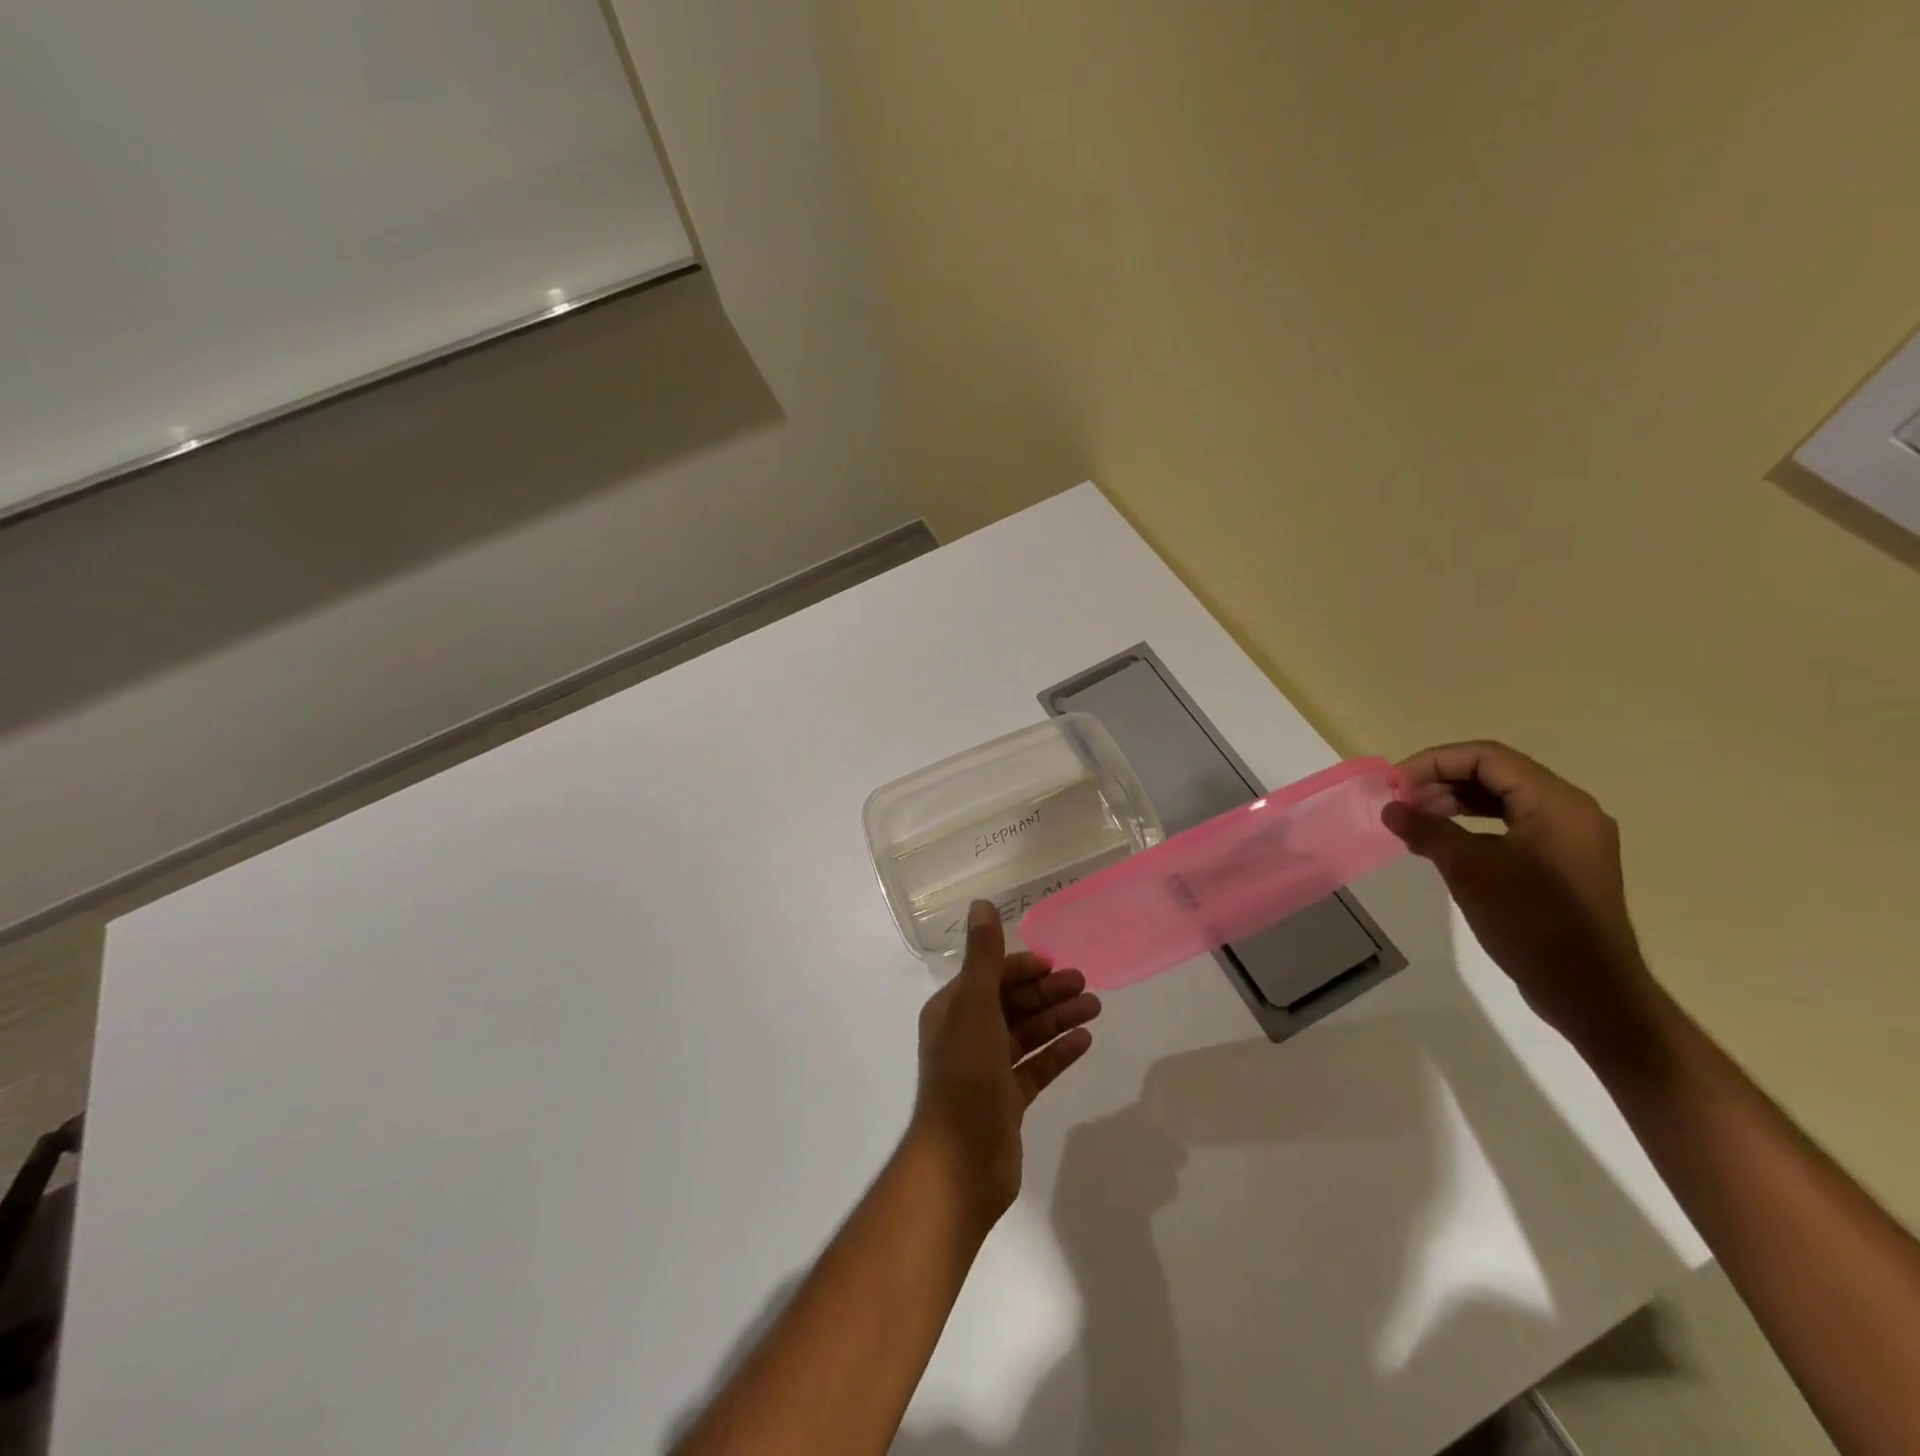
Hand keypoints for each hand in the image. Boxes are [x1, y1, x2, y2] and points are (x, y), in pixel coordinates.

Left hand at [910, 901, 1101, 1227]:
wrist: (961, 1163)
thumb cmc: (965, 1076)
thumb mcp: (974, 1007)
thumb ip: (982, 957)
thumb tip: (981, 904)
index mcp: (952, 1010)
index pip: (991, 976)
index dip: (1023, 967)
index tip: (1057, 964)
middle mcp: (967, 1034)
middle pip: (1012, 1003)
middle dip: (1047, 991)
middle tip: (1085, 983)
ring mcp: (987, 1070)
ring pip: (1027, 1034)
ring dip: (1058, 1018)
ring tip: (1095, 1007)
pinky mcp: (1006, 1101)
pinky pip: (1036, 1068)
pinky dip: (1058, 1053)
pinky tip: (1085, 1042)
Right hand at [1382, 741, 1668, 1061]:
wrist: (1590, 992)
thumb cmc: (1532, 923)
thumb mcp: (1470, 870)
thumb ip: (1427, 830)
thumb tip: (1390, 809)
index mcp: (1556, 803)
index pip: (1487, 758)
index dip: (1434, 762)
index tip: (1394, 784)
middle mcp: (1568, 810)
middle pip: (1495, 774)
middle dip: (1440, 782)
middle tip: (1399, 803)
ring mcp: (1568, 838)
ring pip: (1501, 800)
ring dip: (1453, 803)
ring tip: (1413, 822)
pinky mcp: (1560, 862)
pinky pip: (1510, 826)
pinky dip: (1472, 826)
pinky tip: (1442, 843)